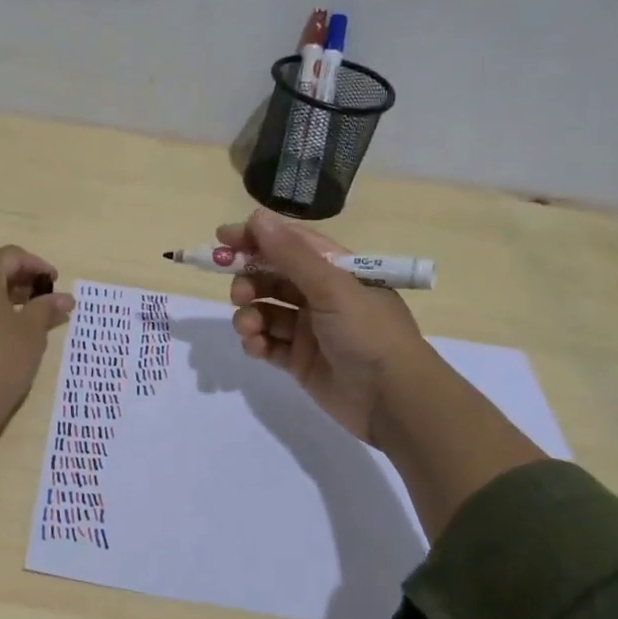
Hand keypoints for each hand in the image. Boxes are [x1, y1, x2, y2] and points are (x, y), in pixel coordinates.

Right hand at [227, 208, 544, 537]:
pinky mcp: (300, 361)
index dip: (257, 238)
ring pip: (266, 311)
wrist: (394, 401)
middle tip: (239, 292)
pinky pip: (269, 343)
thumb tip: (256, 217)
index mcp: (337, 270)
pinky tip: (256, 346)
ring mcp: (310, 330)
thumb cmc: (368, 333)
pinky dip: (257, 342)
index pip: (291, 243)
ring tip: (249, 327)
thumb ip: (291, 254)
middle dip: (250, 280)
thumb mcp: (331, 287)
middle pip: (273, 277)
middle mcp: (322, 296)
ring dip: (250, 314)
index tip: (223, 238)